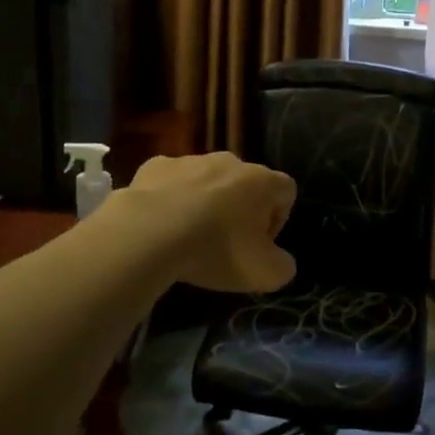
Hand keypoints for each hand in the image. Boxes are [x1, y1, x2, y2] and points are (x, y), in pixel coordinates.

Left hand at [120, 153, 297, 292]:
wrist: (148, 233)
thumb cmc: (216, 249)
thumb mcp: (264, 274)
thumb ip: (283, 266)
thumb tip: (279, 261)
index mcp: (262, 181)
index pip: (286, 191)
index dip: (278, 219)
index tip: (259, 245)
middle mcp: (230, 161)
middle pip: (246, 184)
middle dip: (240, 210)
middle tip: (225, 244)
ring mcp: (191, 160)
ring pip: (207, 181)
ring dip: (205, 203)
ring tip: (189, 235)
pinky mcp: (156, 166)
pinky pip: (171, 181)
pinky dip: (170, 199)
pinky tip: (160, 224)